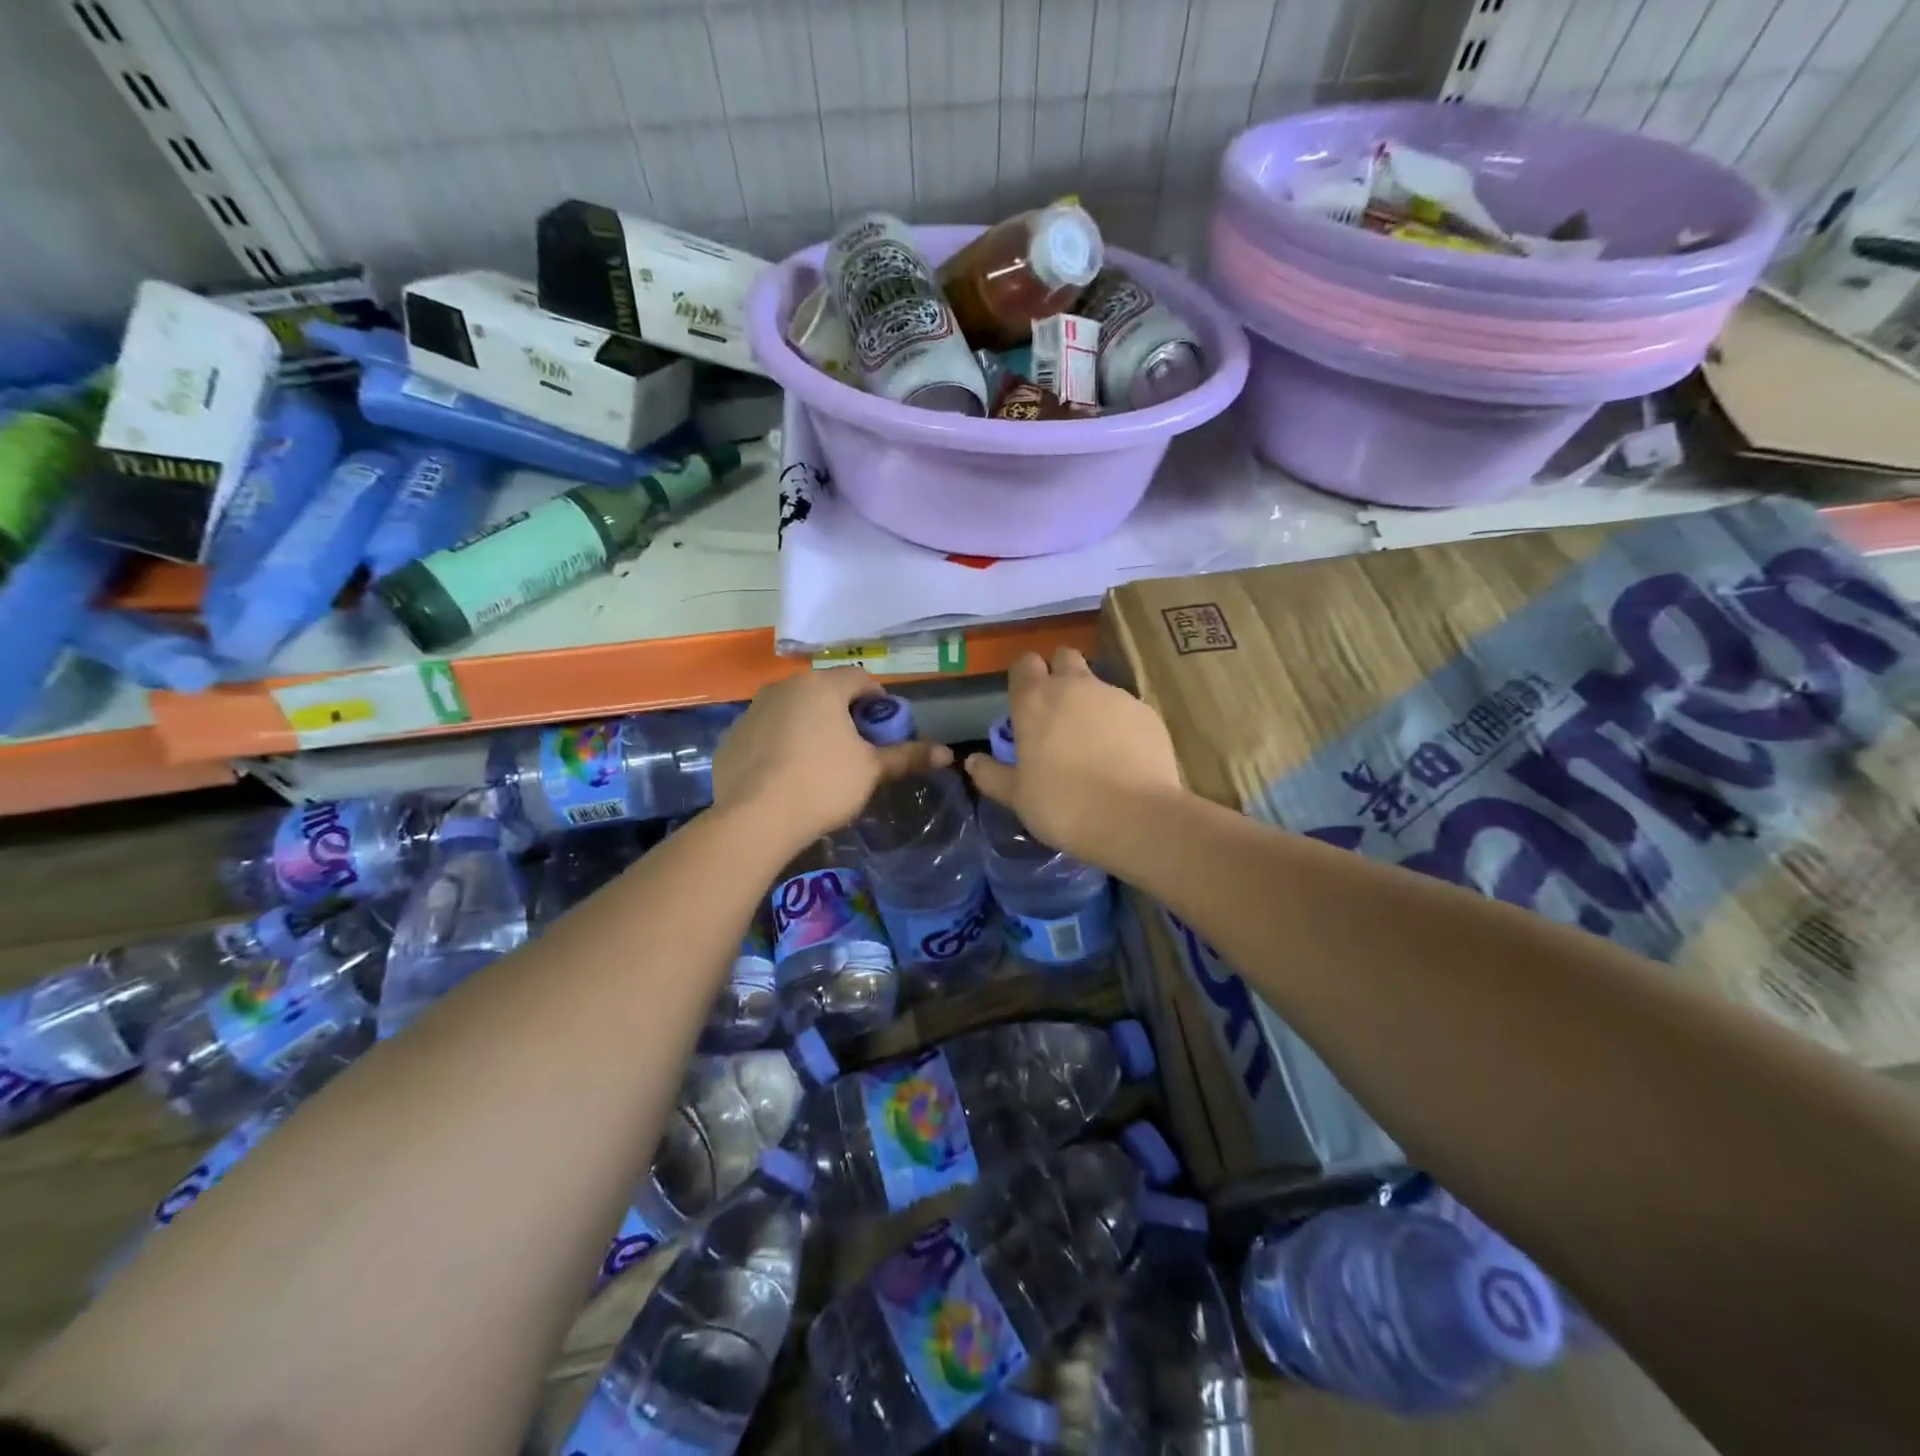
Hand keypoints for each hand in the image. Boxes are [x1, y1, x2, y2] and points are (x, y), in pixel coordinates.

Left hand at [712, 668, 951, 850]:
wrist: (752, 819)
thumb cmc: (822, 784)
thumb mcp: (871, 770)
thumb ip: (907, 756)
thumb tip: (948, 753)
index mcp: (821, 686)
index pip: (861, 679)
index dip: (879, 702)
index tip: (884, 731)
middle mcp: (784, 687)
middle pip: (825, 692)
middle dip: (844, 715)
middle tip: (856, 750)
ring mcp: (752, 710)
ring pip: (793, 711)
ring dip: (811, 727)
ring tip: (820, 765)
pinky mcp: (731, 737)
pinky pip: (767, 732)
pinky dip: (781, 744)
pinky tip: (786, 776)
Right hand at [965, 648, 1183, 862]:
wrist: (1136, 818)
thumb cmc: (1064, 805)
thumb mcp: (1017, 797)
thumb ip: (992, 775)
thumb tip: (973, 762)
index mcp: (1036, 699)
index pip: (1024, 663)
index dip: (1024, 678)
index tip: (1024, 704)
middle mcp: (1075, 686)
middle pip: (1064, 658)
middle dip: (1059, 675)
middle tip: (1057, 713)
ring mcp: (1116, 695)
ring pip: (1098, 685)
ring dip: (1090, 702)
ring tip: (1094, 743)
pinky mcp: (1147, 713)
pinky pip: (1126, 709)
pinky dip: (1120, 724)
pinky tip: (1122, 756)